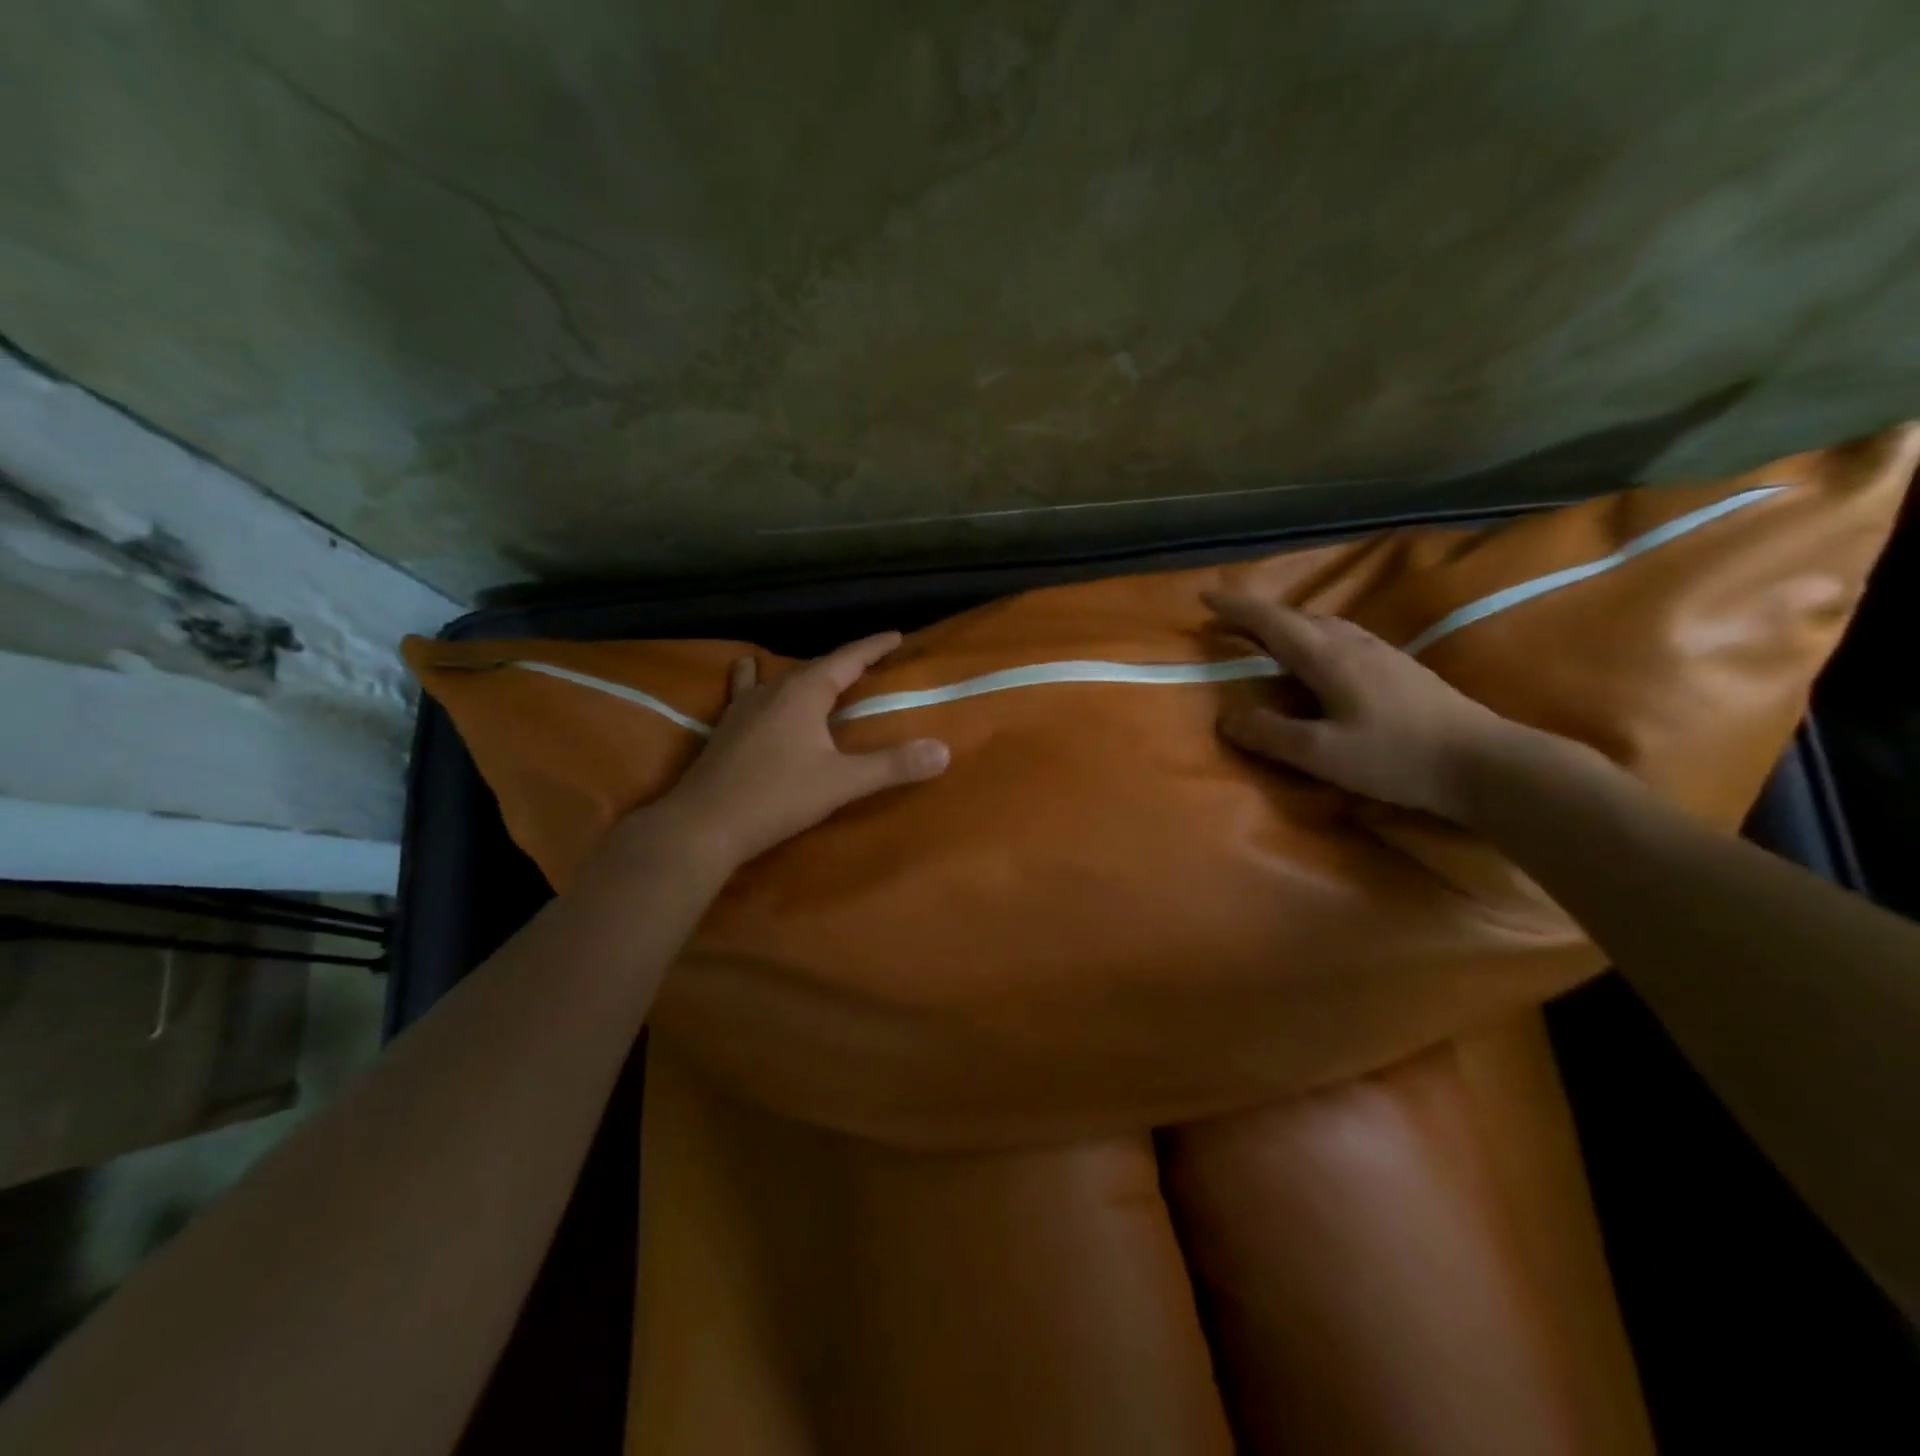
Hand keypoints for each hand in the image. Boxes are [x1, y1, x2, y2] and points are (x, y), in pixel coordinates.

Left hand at [636, 631, 949, 869]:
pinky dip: (758, 683)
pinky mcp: (725, 729)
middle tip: (867, 664)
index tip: (895, 636)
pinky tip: (751, 690)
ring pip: (778, 677)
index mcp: (803, 693)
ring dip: (802, 673)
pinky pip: (747, 692)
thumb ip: (892, 766)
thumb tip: (943, 751)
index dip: (872, 647)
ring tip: (814, 674)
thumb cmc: (776, 798)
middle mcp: (772, 690)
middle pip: (813, 666)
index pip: (846, 659)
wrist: (704, 824)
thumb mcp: (842, 783)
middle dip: (842, 662)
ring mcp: (743, 708)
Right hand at [1204, 591, 1559, 822]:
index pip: (1273, 622)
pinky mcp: (1399, 668)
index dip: (1237, 608)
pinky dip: (1315, 638)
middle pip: (1299, 617)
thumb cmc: (1397, 757)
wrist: (1485, 763)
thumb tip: (1227, 719)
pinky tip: (1320, 658)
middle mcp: (1353, 645)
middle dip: (1259, 615)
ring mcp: (1382, 653)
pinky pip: (1343, 638)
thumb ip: (1271, 734)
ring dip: (1289, 625)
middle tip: (1230, 623)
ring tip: (1268, 638)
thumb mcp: (1322, 754)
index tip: (1206, 596)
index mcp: (1329, 658)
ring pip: (1324, 625)